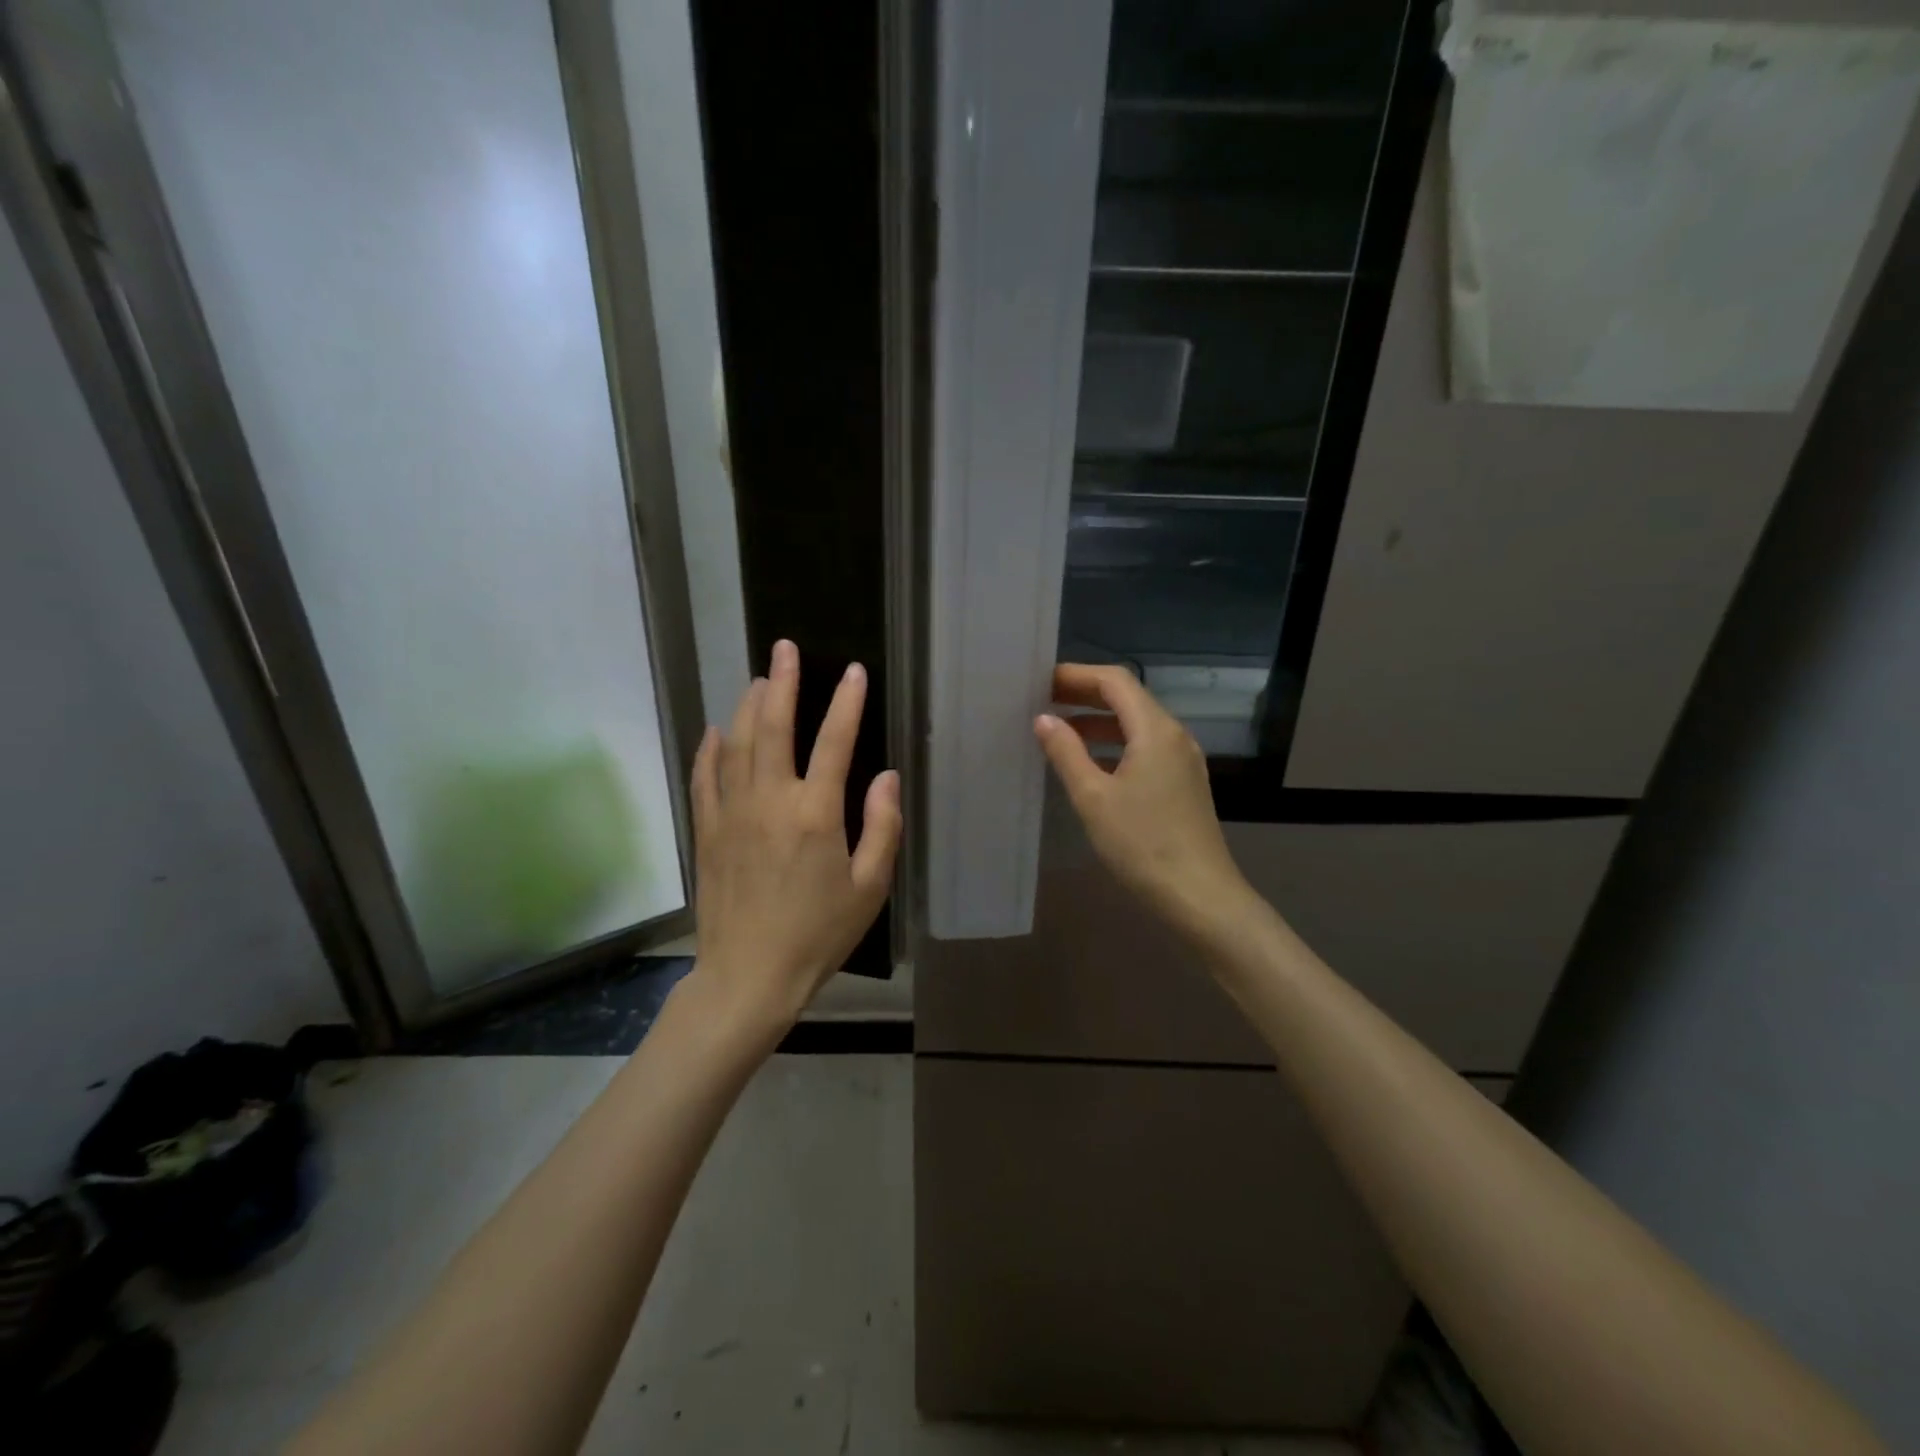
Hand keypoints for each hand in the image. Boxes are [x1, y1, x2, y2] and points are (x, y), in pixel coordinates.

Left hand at [685, 640, 901, 1043]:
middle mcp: (770, 801)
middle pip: (774, 727)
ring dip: (749, 706)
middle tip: (785, 648)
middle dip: (783, 682)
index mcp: (816, 814)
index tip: (854, 672)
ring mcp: (732, 813)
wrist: (749, 976)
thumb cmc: (818, 934)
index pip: (835, 742)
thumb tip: (885, 776)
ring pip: (737, 744)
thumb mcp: (869, 888)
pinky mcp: (708, 831)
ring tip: (759, 679)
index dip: (847, 703)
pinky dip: (710, 749)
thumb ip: (882, 827)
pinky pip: (705, 778)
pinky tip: (716, 730)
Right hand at [1034, 664, 1251, 939]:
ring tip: (1058, 730)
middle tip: (1043, 701)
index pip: (1115, 681)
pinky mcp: (1183, 783)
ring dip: (1099, 721)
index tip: (1041, 682)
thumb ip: (1066, 753)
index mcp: (1155, 730)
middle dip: (1085, 695)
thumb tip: (1044, 719)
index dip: (1076, 675)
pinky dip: (1114, 745)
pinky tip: (1090, 763)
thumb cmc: (1142, 844)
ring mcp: (1182, 760)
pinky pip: (1145, 748)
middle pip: (1128, 698)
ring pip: (1137, 725)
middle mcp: (1174, 736)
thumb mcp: (1093, 798)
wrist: (1200, 896)